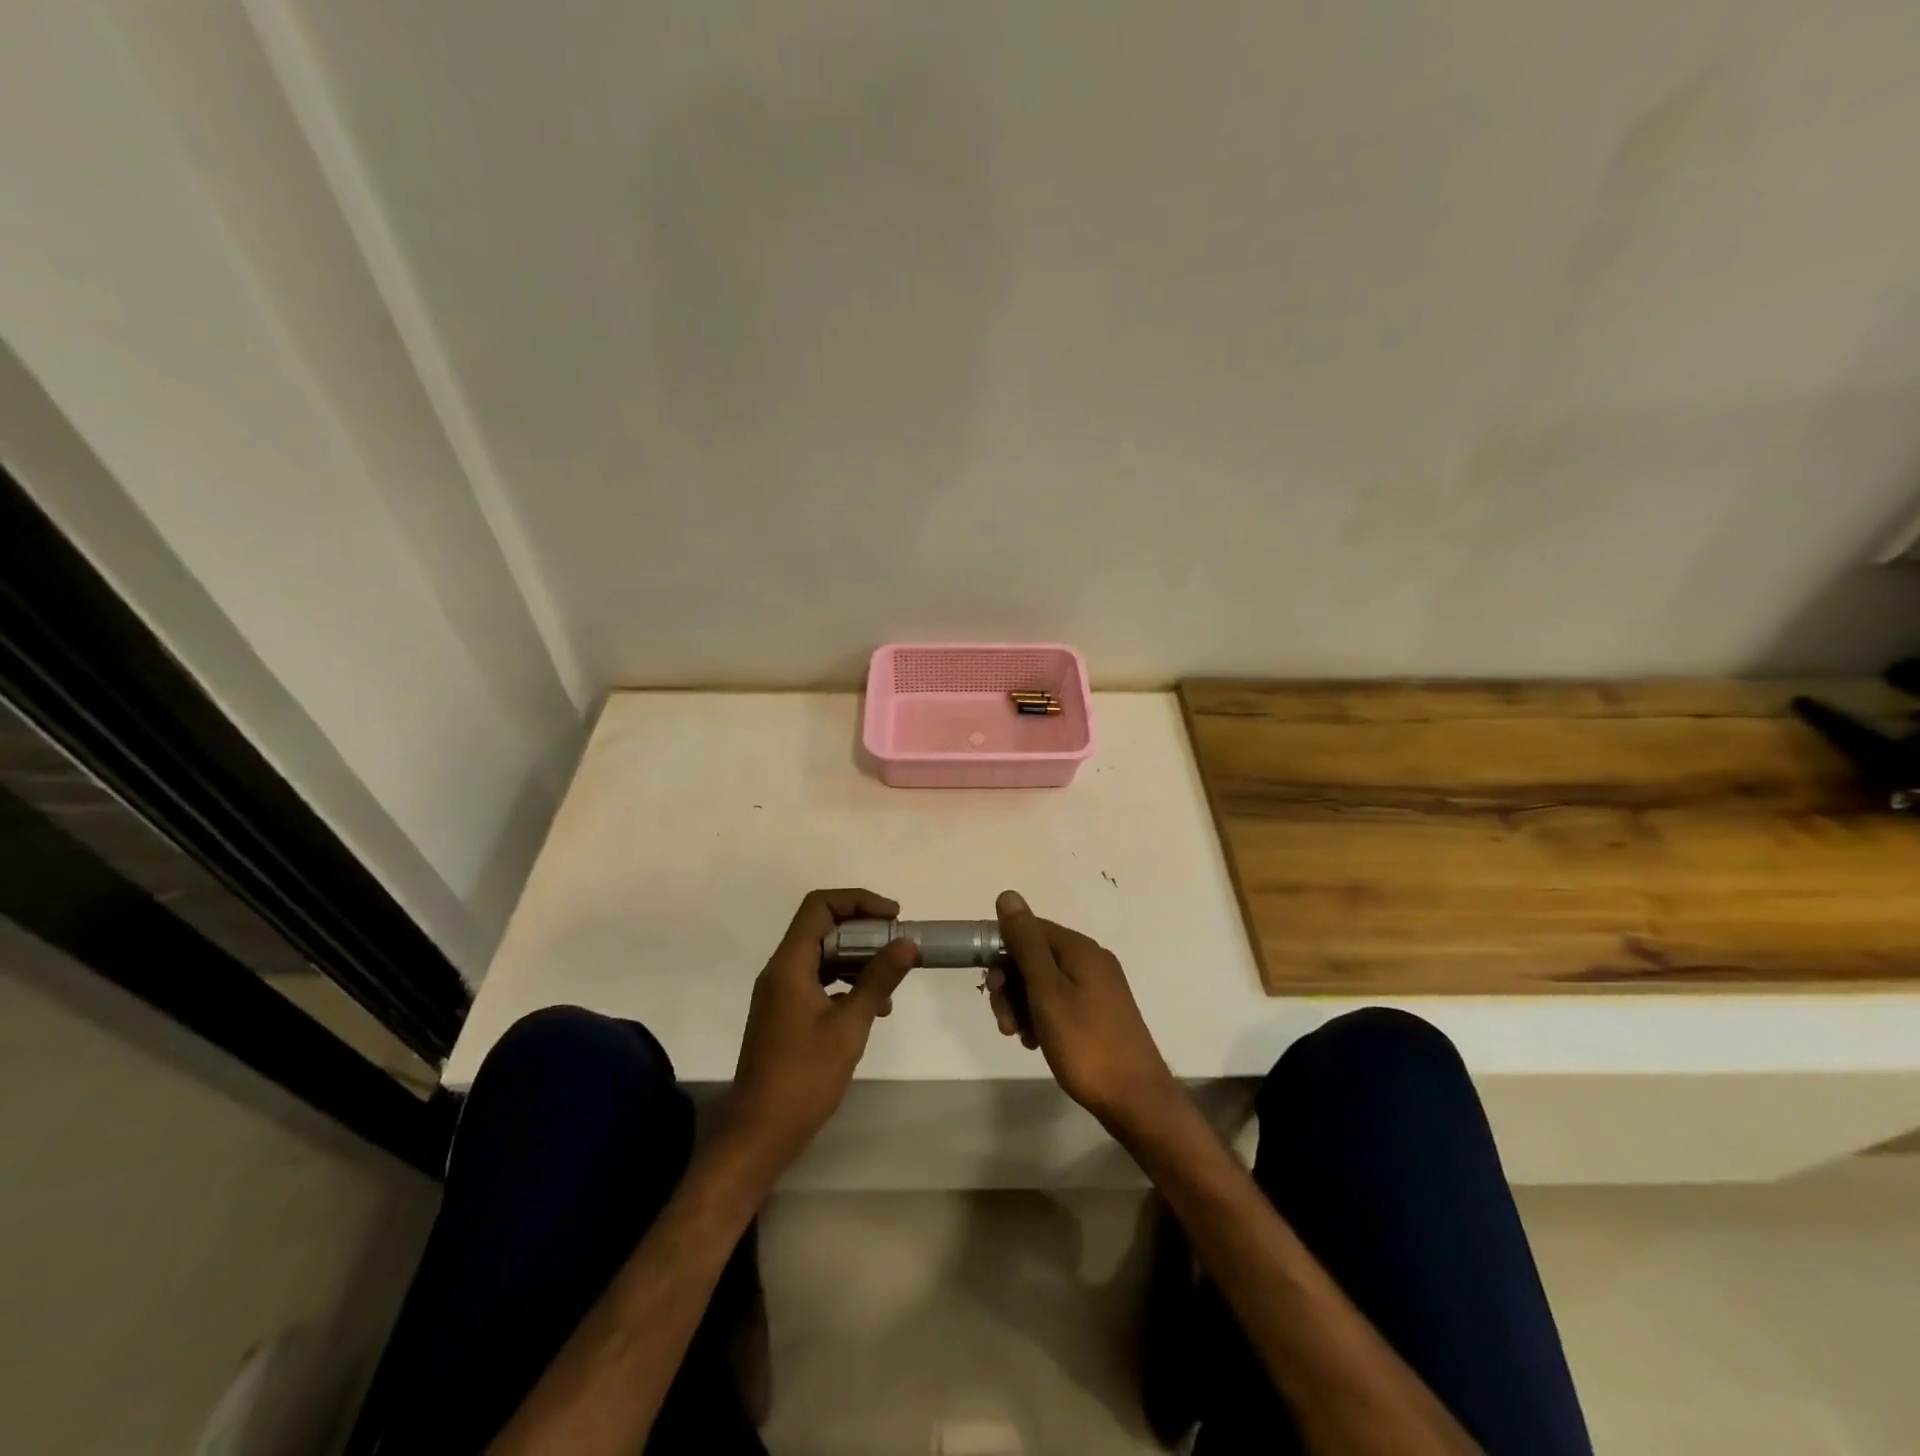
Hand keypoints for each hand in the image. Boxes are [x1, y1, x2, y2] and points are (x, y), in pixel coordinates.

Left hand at [726, 889, 918, 1171]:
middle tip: (899, 945)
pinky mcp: (785, 1014)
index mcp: (789, 964)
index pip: (820, 906)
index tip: (893, 917)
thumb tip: (907, 942)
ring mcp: (780, 993)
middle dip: (864, 930)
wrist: (759, 1134)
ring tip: (892, 979)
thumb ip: (878, 979)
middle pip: (822, 927)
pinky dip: (846, 982)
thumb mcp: (849, 1026)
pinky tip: (874, 1007)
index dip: (858, 901)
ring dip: (858, 958)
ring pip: (823, 955)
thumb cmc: (804, 1077)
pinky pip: (819, 980)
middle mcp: (781, 970)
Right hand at [986, 891, 1180, 1134]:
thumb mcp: (1047, 991)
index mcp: (1080, 949)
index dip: (1003, 950)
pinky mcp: (1098, 1013)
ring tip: (1019, 1037)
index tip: (990, 984)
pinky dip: (1040, 1017)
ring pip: (1043, 983)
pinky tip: (1035, 1042)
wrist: (1136, 1100)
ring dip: (1022, 1005)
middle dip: (1011, 984)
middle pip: (1034, 957)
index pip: (1029, 928)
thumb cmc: (1086, 1043)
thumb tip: (1008, 895)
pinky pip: (1058, 1002)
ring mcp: (1097, 988)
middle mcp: (1090, 960)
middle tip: (1004, 1021)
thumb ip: (1026, 943)